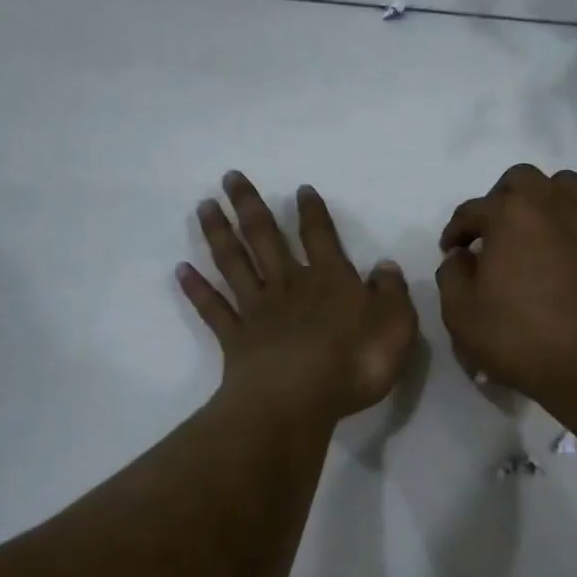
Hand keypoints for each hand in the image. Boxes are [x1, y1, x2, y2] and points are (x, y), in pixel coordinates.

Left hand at [180, 172, 418, 423]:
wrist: (298, 400)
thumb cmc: (354, 362)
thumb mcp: (395, 326)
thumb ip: (391, 293)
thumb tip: (385, 266)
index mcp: (329, 280)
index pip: (320, 236)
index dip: (312, 212)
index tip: (301, 189)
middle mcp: (289, 286)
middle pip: (265, 238)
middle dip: (250, 206)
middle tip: (230, 177)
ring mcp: (258, 311)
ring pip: (234, 264)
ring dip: (219, 233)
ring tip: (204, 205)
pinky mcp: (235, 340)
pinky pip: (213, 309)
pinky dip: (197, 290)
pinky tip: (181, 271)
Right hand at [435, 164, 576, 403]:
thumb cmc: (519, 339)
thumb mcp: (461, 315)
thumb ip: (452, 276)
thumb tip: (461, 257)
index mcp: (508, 214)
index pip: (471, 210)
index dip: (456, 231)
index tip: (452, 252)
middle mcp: (551, 202)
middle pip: (520, 180)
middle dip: (501, 202)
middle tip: (495, 236)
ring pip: (567, 186)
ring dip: (547, 202)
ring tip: (540, 232)